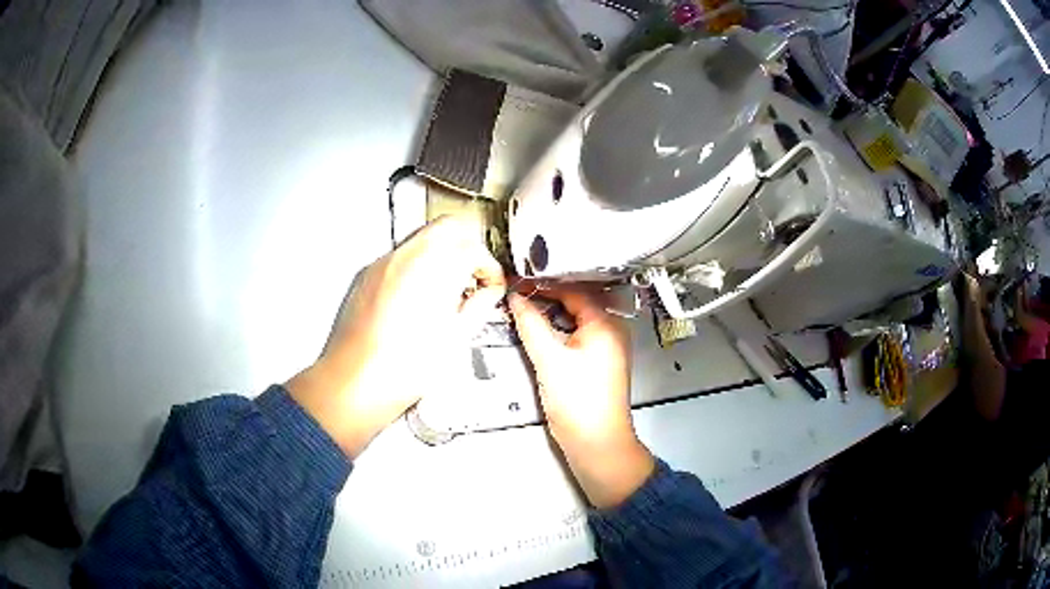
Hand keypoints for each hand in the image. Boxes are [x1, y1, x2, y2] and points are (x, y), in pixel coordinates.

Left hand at [287, 216, 505, 457]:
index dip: (490, 267)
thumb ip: (479, 306)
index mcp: (434, 269)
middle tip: (474, 277)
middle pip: (449, 226)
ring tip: (448, 291)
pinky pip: (401, 255)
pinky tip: (421, 299)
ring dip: (444, 254)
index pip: (475, 248)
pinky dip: (419, 265)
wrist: (354, 382)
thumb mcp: (456, 339)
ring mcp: (383, 263)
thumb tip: (488, 294)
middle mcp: (407, 256)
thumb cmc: (400, 369)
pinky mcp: (368, 275)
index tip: (491, 285)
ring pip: (424, 237)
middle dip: (469, 248)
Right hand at [509, 289, 653, 507]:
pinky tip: (541, 327)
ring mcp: (608, 345)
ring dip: (553, 311)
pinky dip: (560, 327)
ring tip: (524, 304)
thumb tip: (515, 297)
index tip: (517, 280)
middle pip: (578, 300)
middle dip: (548, 294)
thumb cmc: (577, 401)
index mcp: (606, 322)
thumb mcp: (549, 359)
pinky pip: (579, 333)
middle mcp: (613, 328)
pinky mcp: (600, 360)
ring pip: (577, 317)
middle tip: (518, 289)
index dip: (544, 283)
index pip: (573, 289)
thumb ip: (530, 323)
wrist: (597, 443)